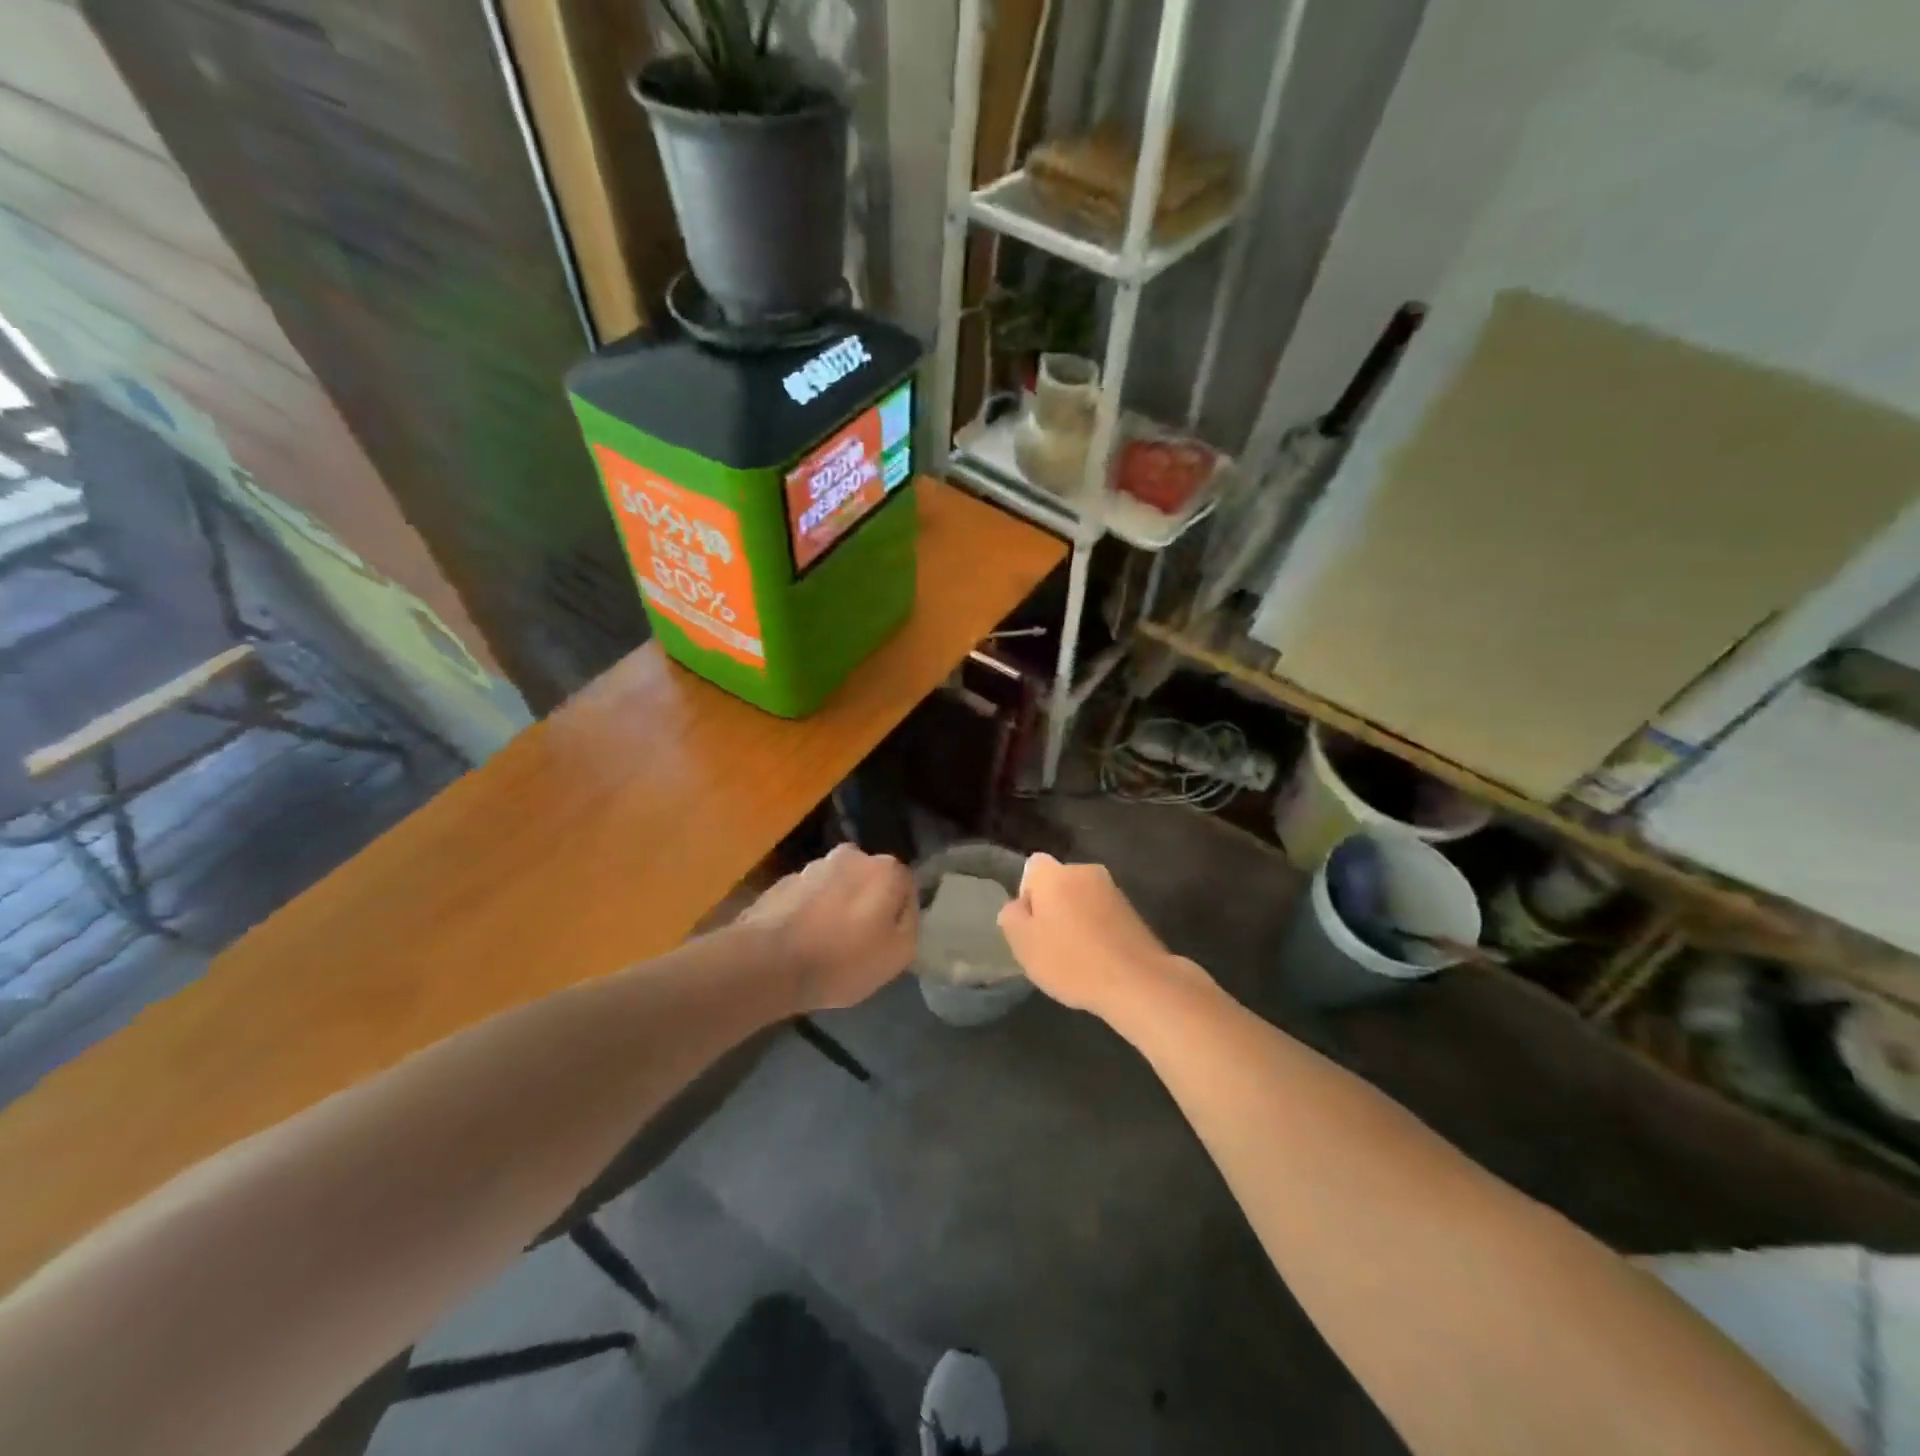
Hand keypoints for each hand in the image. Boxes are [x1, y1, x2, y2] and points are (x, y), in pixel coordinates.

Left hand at [743, 844, 917, 1012]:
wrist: (768, 963)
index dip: (899, 914)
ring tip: (825, 944)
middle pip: (869, 881)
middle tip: (858, 941)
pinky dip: (808, 913)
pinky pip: (807, 898)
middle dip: (866, 904)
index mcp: (885, 868)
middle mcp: (850, 856)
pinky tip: (801, 941)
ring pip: (836, 886)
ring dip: (835, 906)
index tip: (888, 940)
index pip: (905, 886)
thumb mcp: (899, 953)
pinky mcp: (781, 883)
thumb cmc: (843, 960)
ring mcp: (812, 866)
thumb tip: (903, 908)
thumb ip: (911, 923)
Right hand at [996, 853, 1184, 1016]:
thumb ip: (1011, 917)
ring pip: (1081, 899)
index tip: (1031, 924)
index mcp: (1055, 874)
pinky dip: (1096, 930)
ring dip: (1075, 919)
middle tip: (1049, 943)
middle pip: (1058, 883)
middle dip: (1052, 906)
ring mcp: (1113, 890)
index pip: (1032, 868)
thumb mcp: (1023, 944)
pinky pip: (1102, 914)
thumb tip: (1018, 905)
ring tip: (1075, 956)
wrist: (1137, 981)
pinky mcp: (1132, 911)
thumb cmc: (1071, 961)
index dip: (1027, 894)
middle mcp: (1085, 871)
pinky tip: (1097, 959)